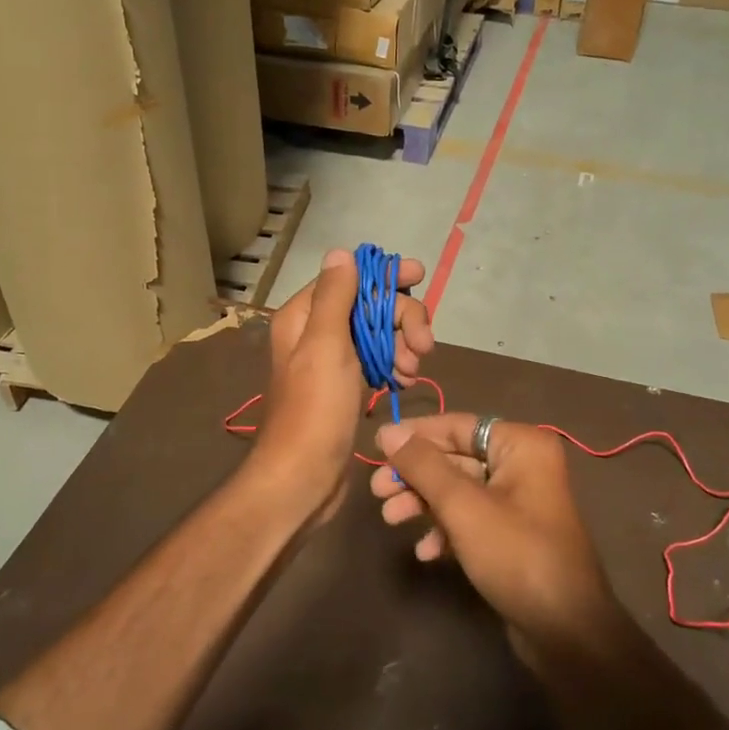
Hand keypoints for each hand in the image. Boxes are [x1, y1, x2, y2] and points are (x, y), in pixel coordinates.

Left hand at [251, 249, 432, 523]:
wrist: (303, 477)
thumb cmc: (315, 409)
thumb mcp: (325, 344)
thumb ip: (335, 296)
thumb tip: (342, 252)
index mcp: (304, 316)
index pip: (349, 278)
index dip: (384, 275)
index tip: (419, 276)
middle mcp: (316, 332)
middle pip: (369, 305)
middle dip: (401, 319)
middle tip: (424, 345)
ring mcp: (333, 361)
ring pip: (378, 334)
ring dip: (402, 344)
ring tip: (412, 369)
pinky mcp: (347, 386)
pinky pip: (378, 361)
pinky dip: (395, 365)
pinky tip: (406, 380)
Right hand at [370, 413, 619, 655]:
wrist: (566, 632)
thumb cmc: (516, 555)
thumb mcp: (463, 506)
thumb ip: (423, 465)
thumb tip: (388, 431)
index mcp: (521, 445)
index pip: (457, 426)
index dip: (414, 435)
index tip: (376, 447)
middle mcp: (522, 466)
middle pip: (455, 458)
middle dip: (415, 476)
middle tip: (377, 491)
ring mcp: (518, 502)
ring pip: (458, 491)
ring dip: (423, 503)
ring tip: (390, 520)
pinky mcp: (511, 535)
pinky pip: (470, 519)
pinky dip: (445, 529)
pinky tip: (425, 552)